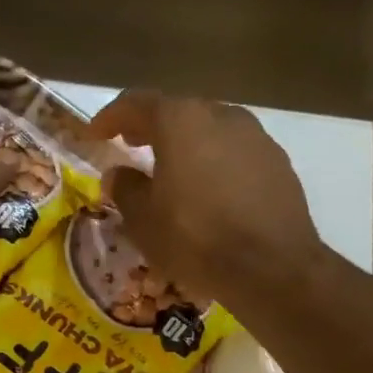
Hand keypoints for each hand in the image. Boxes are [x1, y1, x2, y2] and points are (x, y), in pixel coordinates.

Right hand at [86, 91, 323, 310]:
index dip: (111, 117)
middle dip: (151, 127)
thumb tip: (118, 174)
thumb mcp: (143, 221)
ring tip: (170, 171)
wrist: (270, 267)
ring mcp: (256, 137)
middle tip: (131, 146)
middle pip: (178, 112)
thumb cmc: (194, 239)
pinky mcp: (278, 163)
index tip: (95, 134)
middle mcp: (221, 116)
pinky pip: (235, 153)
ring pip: (210, 131)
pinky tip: (207, 191)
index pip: (137, 104)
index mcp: (181, 122)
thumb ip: (126, 189)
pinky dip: (214, 163)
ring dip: (186, 145)